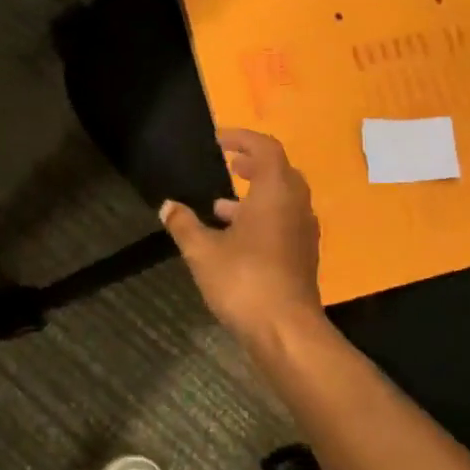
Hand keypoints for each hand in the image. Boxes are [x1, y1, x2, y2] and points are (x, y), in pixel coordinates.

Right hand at [160, 129, 323, 343]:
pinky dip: (262, 218)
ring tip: (221, 205)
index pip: (266, 149)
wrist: (285, 330)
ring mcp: (303, 232)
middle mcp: (296, 206)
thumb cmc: (244, 280)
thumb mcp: (202, 251)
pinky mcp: (302, 256)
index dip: (243, 139)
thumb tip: (167, 206)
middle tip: (229, 164)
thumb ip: (184, 224)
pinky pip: (284, 222)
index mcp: (275, 193)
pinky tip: (235, 238)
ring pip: (282, 200)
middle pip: (279, 172)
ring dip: (256, 195)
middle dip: (253, 164)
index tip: (219, 140)